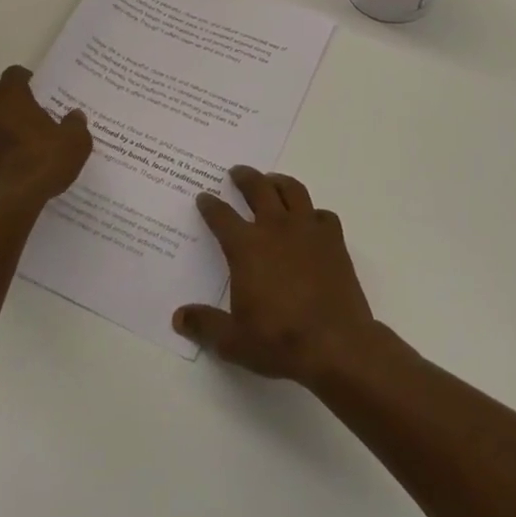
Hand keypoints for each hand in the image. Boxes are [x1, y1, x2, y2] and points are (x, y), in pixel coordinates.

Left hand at [0, 66, 92, 224]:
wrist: (4, 206)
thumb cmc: (41, 164)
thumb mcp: (74, 144)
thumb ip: (75, 126)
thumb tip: (75, 115)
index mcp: (10, 97)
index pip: (13, 74)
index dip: (23, 79)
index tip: (33, 88)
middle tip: (10, 112)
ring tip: (1, 144)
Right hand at [173, 166, 377, 385]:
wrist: (336, 344)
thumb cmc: (279, 340)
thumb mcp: (233, 341)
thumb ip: (204, 325)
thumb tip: (179, 318)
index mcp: (246, 247)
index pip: (222, 216)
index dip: (210, 205)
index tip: (204, 197)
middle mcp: (275, 229)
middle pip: (258, 189)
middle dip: (245, 177)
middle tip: (237, 172)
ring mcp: (308, 231)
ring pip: (293, 191)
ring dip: (279, 182)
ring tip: (272, 181)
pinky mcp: (334, 241)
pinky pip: (323, 215)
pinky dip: (313, 213)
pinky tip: (310, 220)